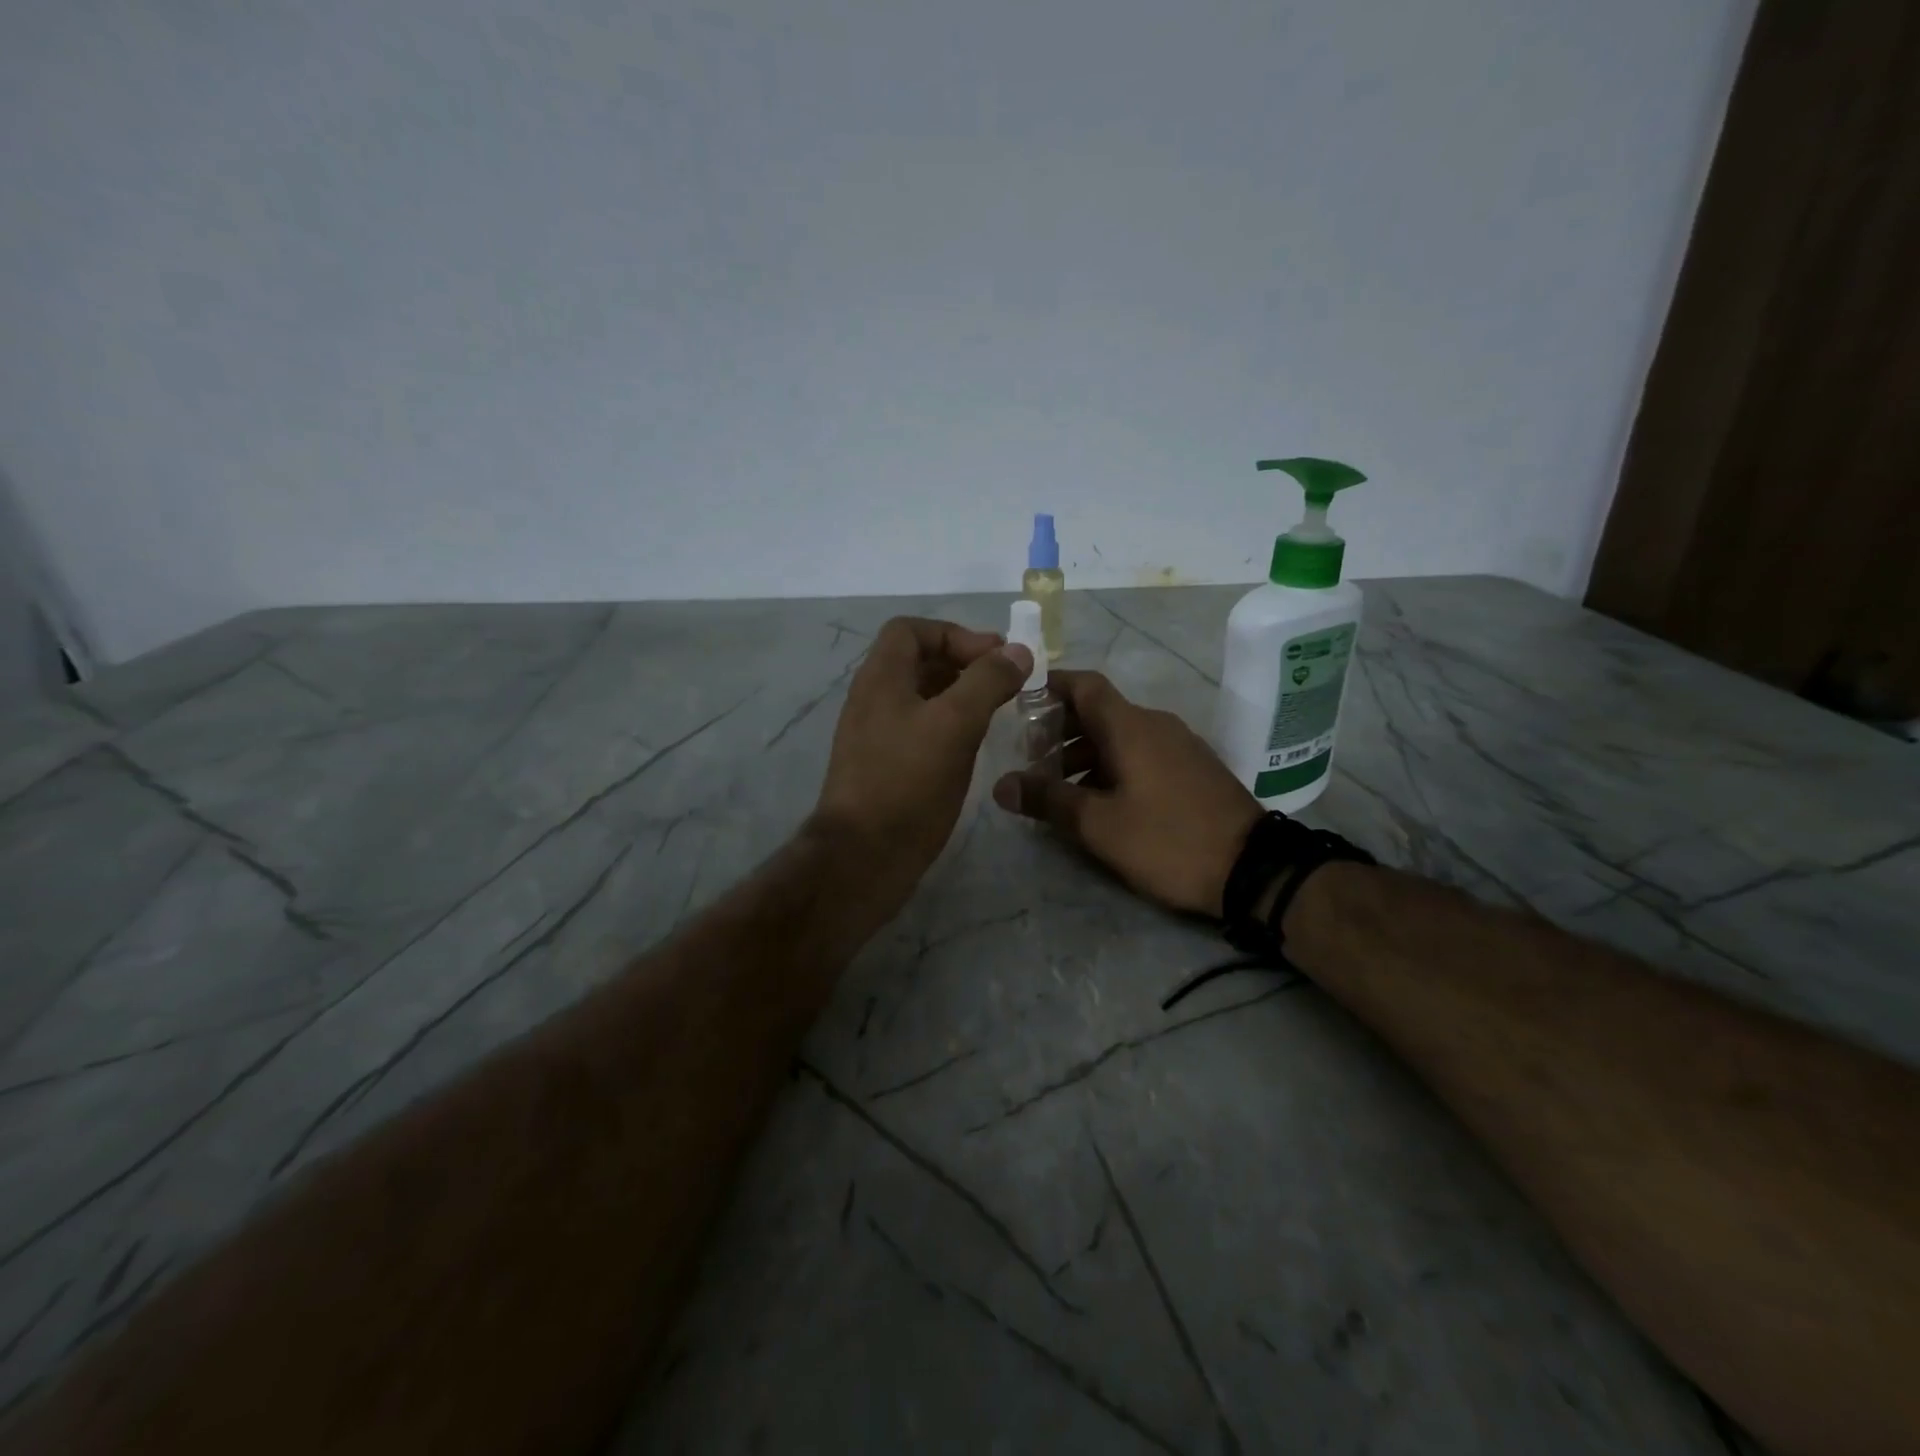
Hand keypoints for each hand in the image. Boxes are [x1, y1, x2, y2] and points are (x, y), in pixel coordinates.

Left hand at [811, 617, 1031, 903]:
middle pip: (917, 661)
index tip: (993, 657)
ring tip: (997, 712)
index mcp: (880, 678)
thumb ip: (987, 681)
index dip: (954, 634)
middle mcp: (872, 700)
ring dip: (959, 695)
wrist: (863, 857)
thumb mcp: (955, 724)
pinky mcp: (883, 767)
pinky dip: (948, 726)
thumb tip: (1017, 651)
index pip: (911, 630)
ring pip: (920, 698)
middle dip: (963, 663)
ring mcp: (875, 735)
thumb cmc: (908, 783)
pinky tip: (972, 747)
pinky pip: (918, 730)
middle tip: (1005, 682)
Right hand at [991, 670, 1260, 916]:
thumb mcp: (1099, 825)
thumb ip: (1048, 800)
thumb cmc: (1168, 840)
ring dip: (1084, 753)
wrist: (1253, 868)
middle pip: (1099, 711)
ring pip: (1120, 736)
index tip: (1020, 699)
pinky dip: (1111, 765)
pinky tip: (1098, 800)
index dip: (1051, 685)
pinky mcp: (1192, 769)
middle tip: (1029, 757)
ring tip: (1057, 786)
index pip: (1085, 685)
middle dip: (1060, 729)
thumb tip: (1001, 785)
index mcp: (1131, 727)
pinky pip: (1141, 753)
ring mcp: (1179, 746)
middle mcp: (1156, 725)